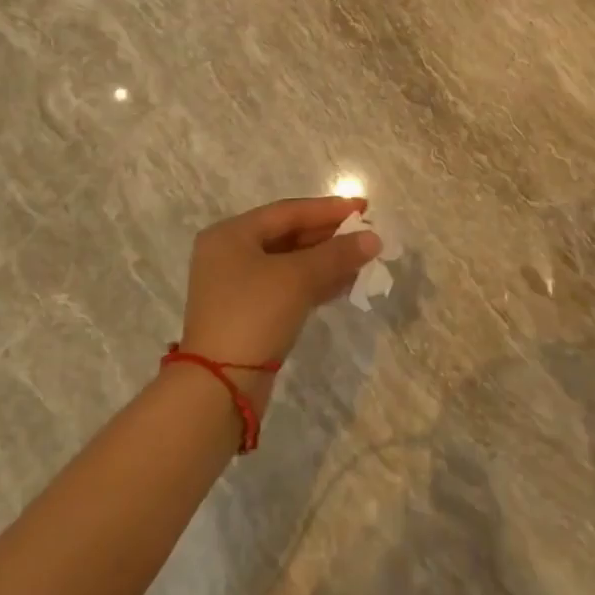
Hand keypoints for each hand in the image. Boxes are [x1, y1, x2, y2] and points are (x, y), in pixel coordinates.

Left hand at [179, 196, 379, 403]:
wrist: (220, 386)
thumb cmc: (254, 314)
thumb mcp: (298, 277)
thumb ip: (337, 254)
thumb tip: (374, 238)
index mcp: (231, 234)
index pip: (287, 211)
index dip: (328, 209)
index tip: (364, 207)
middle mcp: (230, 254)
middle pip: (288, 235)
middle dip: (329, 236)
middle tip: (367, 233)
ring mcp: (237, 287)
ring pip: (290, 263)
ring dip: (326, 261)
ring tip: (363, 258)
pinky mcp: (249, 314)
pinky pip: (288, 287)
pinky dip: (315, 282)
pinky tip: (345, 283)